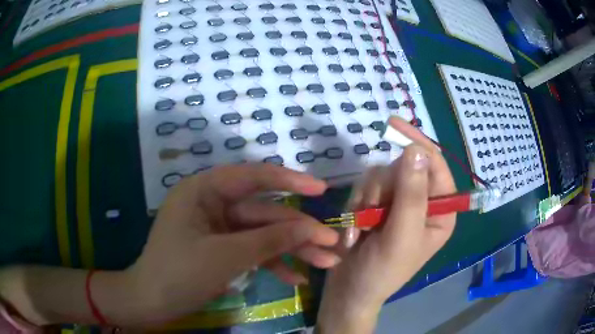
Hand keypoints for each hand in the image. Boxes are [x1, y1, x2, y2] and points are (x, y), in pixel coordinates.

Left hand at [112, 164, 338, 325]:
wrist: (153, 302)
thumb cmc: (179, 274)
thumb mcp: (226, 256)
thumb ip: (269, 241)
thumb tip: (310, 228)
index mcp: (204, 190)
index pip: (252, 177)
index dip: (289, 181)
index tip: (320, 189)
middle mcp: (212, 203)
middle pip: (264, 213)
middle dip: (298, 230)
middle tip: (332, 243)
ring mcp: (219, 228)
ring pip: (262, 234)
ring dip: (292, 249)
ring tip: (326, 262)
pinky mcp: (222, 248)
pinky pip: (252, 251)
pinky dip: (273, 264)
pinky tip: (296, 278)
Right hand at [317, 117, 456, 332]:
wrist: (348, 291)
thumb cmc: (381, 272)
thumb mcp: (401, 236)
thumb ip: (411, 194)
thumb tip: (416, 149)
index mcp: (440, 211)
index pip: (435, 166)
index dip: (417, 144)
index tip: (394, 126)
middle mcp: (422, 203)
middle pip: (402, 168)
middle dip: (382, 189)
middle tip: (371, 214)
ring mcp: (397, 204)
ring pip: (379, 176)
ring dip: (365, 201)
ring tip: (360, 229)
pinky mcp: (375, 206)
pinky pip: (363, 188)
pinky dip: (355, 207)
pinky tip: (353, 230)